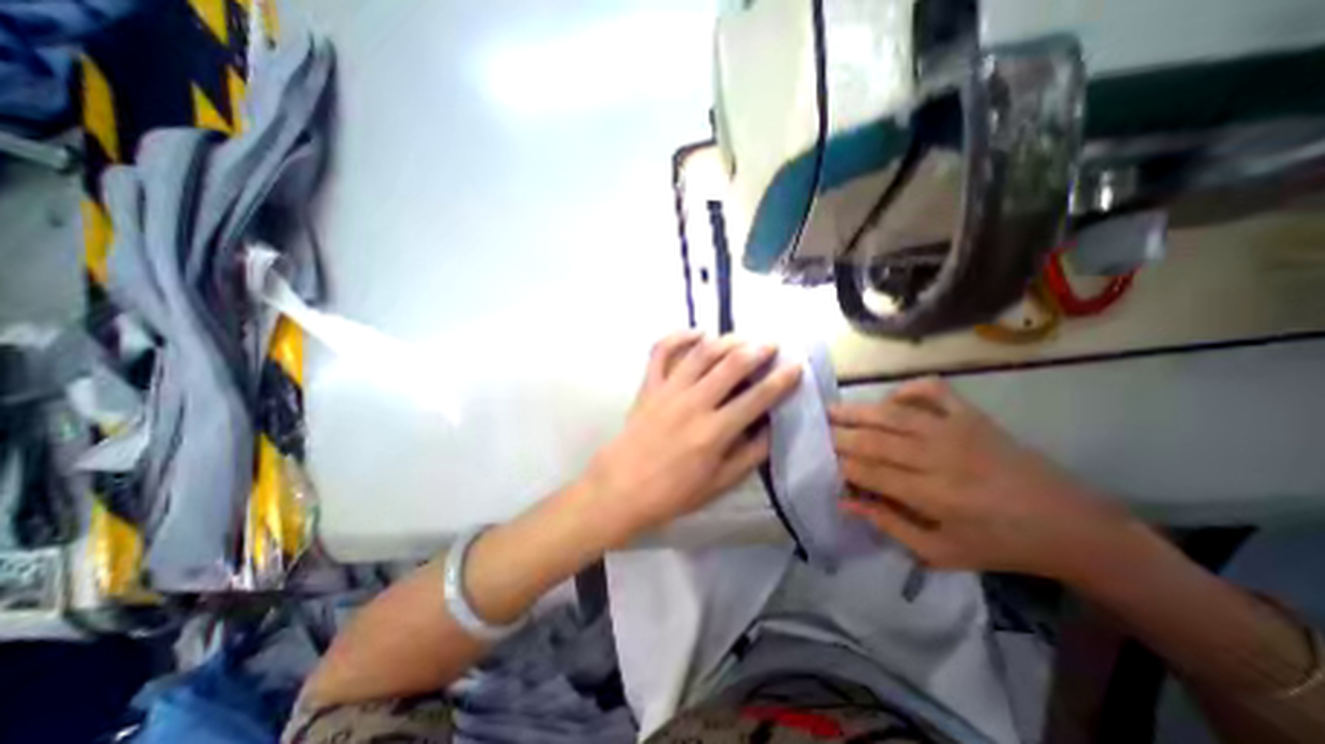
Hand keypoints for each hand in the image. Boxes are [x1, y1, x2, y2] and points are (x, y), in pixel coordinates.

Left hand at [583, 335, 802, 543]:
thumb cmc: (672, 492)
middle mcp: (694, 403)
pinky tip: (696, 333)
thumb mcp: (719, 484)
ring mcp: (668, 390)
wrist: (621, 489)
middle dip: (758, 350)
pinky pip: (661, 352)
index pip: (757, 398)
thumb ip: (749, 455)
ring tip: (742, 339)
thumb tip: (771, 427)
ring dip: (726, 340)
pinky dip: (678, 336)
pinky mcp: (648, 386)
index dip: (781, 380)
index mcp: (714, 431)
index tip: (796, 366)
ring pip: (701, 353)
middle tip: (772, 344)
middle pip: (731, 365)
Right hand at [831, 379, 1133, 579]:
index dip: (839, 465)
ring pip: (893, 413)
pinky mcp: (972, 416)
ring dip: (858, 411)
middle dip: (839, 435)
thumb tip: (844, 501)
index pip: (868, 471)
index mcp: (932, 494)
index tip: (821, 462)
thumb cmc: (999, 545)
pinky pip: (933, 391)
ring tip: (832, 410)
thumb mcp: (940, 551)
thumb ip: (888, 524)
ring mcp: (956, 430)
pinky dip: (907, 389)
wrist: (1070, 525)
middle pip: (874, 439)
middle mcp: (938, 456)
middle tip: (816, 432)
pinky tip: (891, 399)